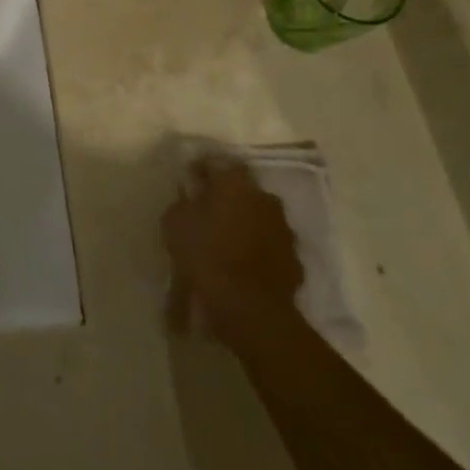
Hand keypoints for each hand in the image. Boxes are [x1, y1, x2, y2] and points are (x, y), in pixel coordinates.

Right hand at [163, 156, 303, 348]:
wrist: (249, 306)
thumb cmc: (205, 253)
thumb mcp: (175, 221)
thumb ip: (184, 201)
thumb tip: (192, 196)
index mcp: (236, 182)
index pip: (217, 162)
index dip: (201, 169)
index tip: (189, 181)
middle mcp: (265, 198)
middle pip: (242, 190)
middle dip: (225, 198)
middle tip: (206, 213)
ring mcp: (284, 230)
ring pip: (258, 218)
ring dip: (243, 224)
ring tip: (224, 243)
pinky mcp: (294, 260)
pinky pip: (269, 247)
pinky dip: (256, 251)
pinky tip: (240, 266)